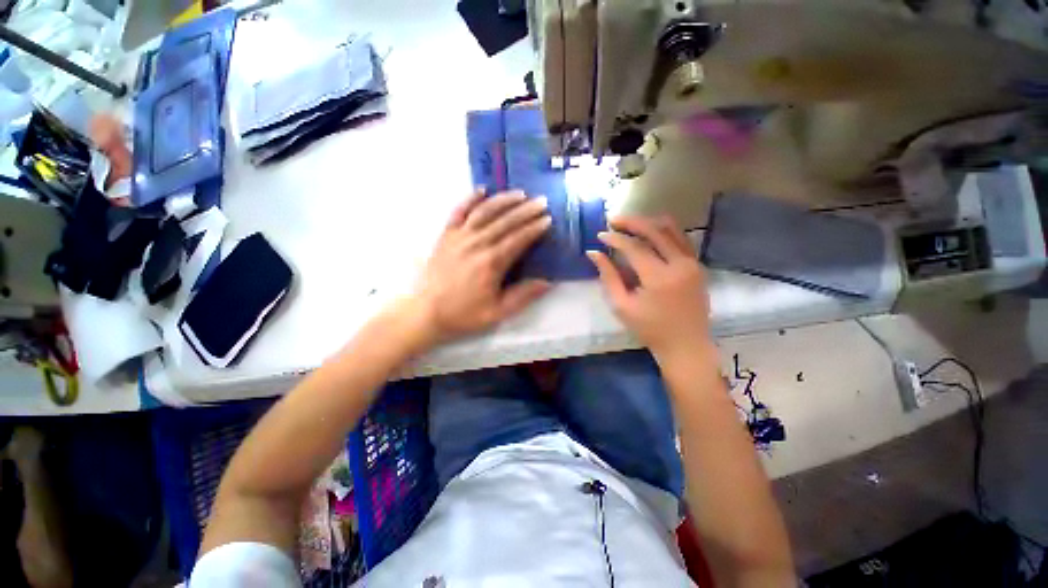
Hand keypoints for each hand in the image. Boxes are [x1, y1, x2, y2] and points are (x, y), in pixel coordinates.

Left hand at [406, 189, 551, 347]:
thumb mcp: (498, 312)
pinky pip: (459, 211)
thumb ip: (523, 295)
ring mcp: (460, 237)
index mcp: (492, 262)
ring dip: (504, 200)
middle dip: (526, 210)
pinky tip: (482, 190)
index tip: (548, 219)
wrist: (426, 312)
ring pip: (485, 211)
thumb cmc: (464, 314)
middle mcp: (477, 243)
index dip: (535, 228)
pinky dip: (471, 198)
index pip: (519, 239)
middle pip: (506, 221)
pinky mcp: (446, 235)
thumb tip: (547, 282)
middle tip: (542, 201)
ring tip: (520, 193)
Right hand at [587, 216, 712, 360]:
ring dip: (649, 223)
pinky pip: (681, 239)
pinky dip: (664, 231)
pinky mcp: (697, 265)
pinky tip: (649, 233)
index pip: (634, 248)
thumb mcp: (622, 306)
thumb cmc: (650, 329)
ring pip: (672, 229)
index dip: (615, 239)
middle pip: (655, 231)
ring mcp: (692, 263)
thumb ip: (608, 276)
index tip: (600, 235)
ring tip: (629, 224)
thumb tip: (594, 253)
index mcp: (659, 278)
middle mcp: (679, 264)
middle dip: (631, 222)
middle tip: (613, 220)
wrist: (686, 344)